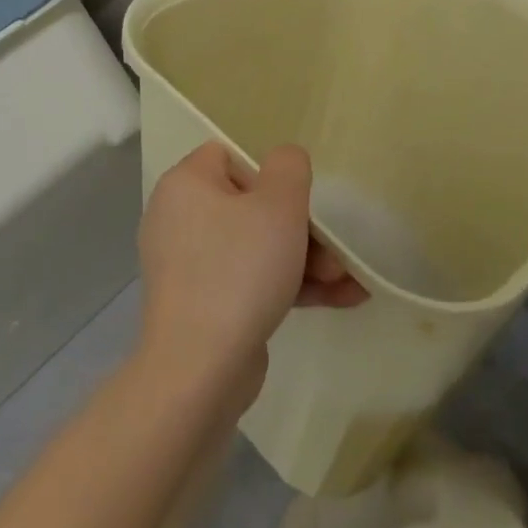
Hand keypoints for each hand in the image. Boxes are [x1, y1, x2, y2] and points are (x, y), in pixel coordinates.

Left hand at [137, 143, 365, 402]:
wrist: (199, 371)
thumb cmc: (240, 270)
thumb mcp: (279, 205)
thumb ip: (289, 166)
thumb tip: (284, 161)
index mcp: (186, 185)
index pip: (229, 156)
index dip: (268, 174)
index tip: (296, 200)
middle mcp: (179, 220)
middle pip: (251, 206)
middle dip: (302, 228)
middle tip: (335, 252)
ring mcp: (190, 267)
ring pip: (257, 247)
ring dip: (306, 260)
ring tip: (347, 281)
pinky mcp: (203, 305)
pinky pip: (250, 281)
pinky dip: (289, 286)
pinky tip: (342, 299)